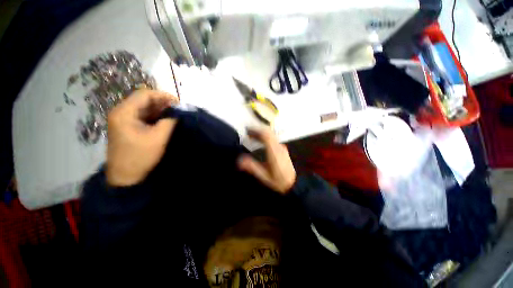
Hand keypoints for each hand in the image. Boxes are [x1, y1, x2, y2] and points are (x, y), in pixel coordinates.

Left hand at [106, 89, 178, 186]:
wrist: (126, 177)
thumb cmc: (141, 156)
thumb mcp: (159, 138)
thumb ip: (169, 121)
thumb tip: (179, 112)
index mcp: (124, 112)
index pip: (145, 94)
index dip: (163, 96)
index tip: (179, 104)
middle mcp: (121, 113)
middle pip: (144, 100)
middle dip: (163, 103)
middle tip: (179, 110)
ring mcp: (124, 120)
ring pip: (144, 108)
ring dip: (160, 110)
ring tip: (175, 115)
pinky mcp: (128, 127)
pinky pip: (143, 117)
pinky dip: (156, 117)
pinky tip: (165, 121)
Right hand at [237, 129, 295, 193]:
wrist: (294, 183)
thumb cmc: (278, 180)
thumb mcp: (264, 176)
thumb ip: (252, 167)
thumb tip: (239, 160)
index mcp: (274, 152)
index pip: (266, 136)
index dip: (256, 131)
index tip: (247, 131)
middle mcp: (279, 147)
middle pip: (269, 133)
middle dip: (257, 131)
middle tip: (247, 132)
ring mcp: (282, 147)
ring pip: (271, 135)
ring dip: (261, 133)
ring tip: (252, 136)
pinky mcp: (282, 149)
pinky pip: (273, 139)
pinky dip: (265, 137)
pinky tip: (260, 142)